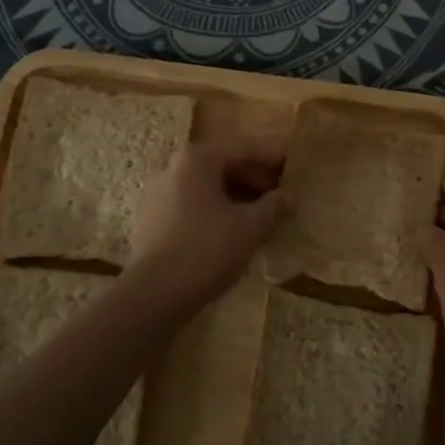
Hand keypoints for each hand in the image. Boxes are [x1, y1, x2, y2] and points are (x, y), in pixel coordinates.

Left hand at [127, 139, 284, 312]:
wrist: (153, 296)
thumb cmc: (207, 250)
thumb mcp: (250, 227)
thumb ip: (274, 205)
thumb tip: (290, 195)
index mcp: (197, 159)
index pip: (244, 148)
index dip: (272, 157)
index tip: (294, 165)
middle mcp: (173, 168)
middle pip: (222, 164)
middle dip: (253, 177)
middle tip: (280, 193)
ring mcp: (157, 194)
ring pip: (205, 186)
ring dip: (234, 195)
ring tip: (259, 214)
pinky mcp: (150, 220)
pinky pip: (190, 205)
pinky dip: (213, 210)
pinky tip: (230, 230)